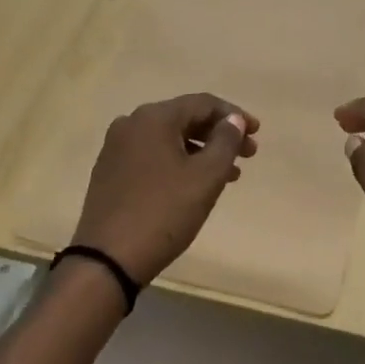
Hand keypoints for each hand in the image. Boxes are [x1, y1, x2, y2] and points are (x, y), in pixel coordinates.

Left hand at [71, 93, 258, 287]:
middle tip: (248, 154)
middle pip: (185, 119)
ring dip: (201, 151)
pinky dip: (179, 163)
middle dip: (219, 135)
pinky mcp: (110, 172)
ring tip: (229, 174)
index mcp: (153, 117)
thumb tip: (233, 120)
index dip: (234, 116)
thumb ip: (226, 142)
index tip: (257, 133)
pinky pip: (153, 156)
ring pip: (169, 139)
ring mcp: (116, 148)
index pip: (203, 103)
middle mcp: (131, 124)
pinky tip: (195, 184)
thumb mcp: (205, 177)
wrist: (107, 260)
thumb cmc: (163, 213)